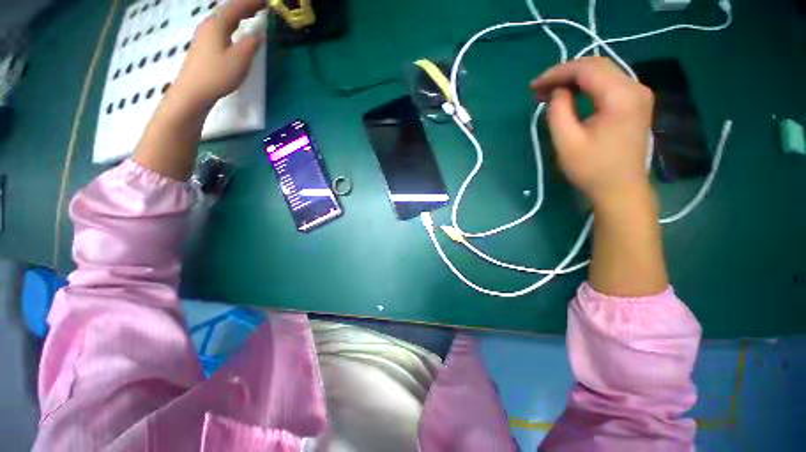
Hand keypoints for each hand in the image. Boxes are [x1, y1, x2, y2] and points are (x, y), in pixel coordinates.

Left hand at [172, 0, 264, 108]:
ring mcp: (204, 36)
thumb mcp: (239, 60)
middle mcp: (209, 26)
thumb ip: (250, 44)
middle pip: (228, 10)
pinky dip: (232, 24)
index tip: (265, 1)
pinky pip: (221, 27)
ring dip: (238, 14)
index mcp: (217, 25)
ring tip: (250, 14)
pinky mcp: (204, 45)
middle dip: (245, 6)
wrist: (193, 91)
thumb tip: (257, 34)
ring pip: (224, 18)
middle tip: (260, 5)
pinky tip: (236, 29)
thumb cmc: (217, 75)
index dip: (251, 3)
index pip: (236, 8)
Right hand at [531, 57, 653, 207]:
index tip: (534, 85)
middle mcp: (635, 87)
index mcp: (621, 96)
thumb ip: (558, 111)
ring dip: (574, 78)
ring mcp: (639, 94)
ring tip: (550, 91)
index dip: (557, 73)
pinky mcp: (636, 103)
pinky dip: (587, 86)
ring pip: (603, 73)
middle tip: (539, 88)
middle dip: (564, 73)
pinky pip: (609, 84)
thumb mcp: (567, 142)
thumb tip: (557, 91)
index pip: (586, 69)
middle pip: (597, 66)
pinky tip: (571, 95)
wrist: (620, 189)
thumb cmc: (592, 169)